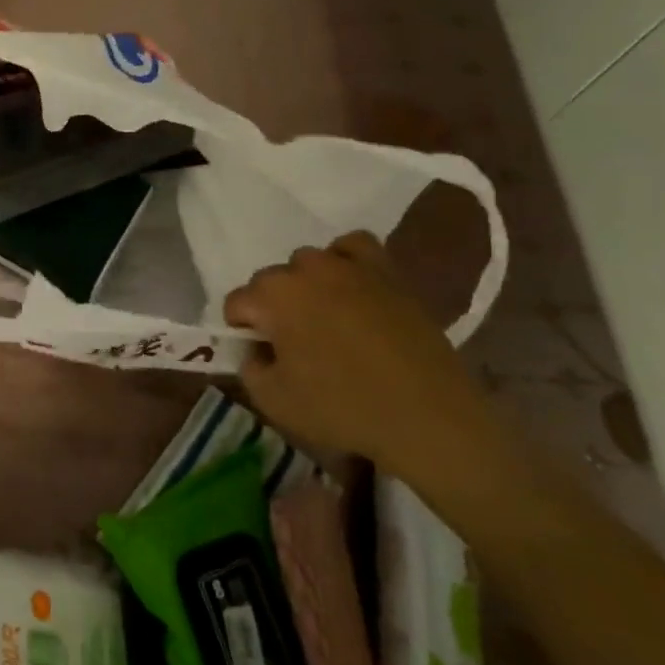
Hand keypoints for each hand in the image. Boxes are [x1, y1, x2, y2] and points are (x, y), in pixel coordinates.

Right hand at [223, 231, 485, 476]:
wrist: (428, 416)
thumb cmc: (343, 408)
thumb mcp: (273, 400)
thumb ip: (249, 366)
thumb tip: (257, 349)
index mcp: (273, 295)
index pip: (237, 303)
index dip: (242, 331)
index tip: (261, 356)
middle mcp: (306, 269)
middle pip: (271, 280)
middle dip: (272, 308)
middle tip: (292, 346)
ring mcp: (349, 265)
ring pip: (308, 263)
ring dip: (306, 286)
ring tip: (324, 320)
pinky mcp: (387, 272)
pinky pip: (354, 247)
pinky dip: (345, 261)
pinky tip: (350, 288)